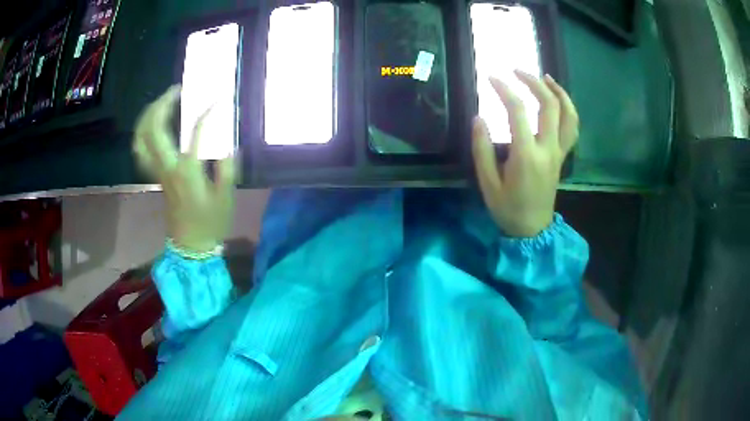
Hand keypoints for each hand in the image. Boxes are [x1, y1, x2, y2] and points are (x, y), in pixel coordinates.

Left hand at [132, 86, 236, 252]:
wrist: (189, 245)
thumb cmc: (210, 222)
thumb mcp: (225, 197)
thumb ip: (227, 166)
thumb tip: (227, 142)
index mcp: (187, 171)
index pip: (195, 131)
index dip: (207, 111)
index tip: (219, 99)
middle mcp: (167, 167)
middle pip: (154, 128)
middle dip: (163, 103)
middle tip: (177, 90)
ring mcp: (157, 171)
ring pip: (142, 138)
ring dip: (148, 115)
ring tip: (162, 102)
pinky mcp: (155, 176)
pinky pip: (141, 150)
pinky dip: (143, 133)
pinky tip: (152, 125)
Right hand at [471, 71, 578, 237]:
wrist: (532, 230)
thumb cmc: (508, 209)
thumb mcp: (488, 183)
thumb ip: (482, 149)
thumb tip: (478, 118)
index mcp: (526, 155)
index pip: (517, 111)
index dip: (504, 89)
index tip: (491, 77)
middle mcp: (547, 149)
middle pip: (549, 105)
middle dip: (533, 82)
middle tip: (517, 70)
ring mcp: (559, 153)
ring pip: (567, 115)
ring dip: (558, 92)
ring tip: (545, 78)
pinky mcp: (562, 157)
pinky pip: (572, 129)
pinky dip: (568, 110)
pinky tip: (559, 100)